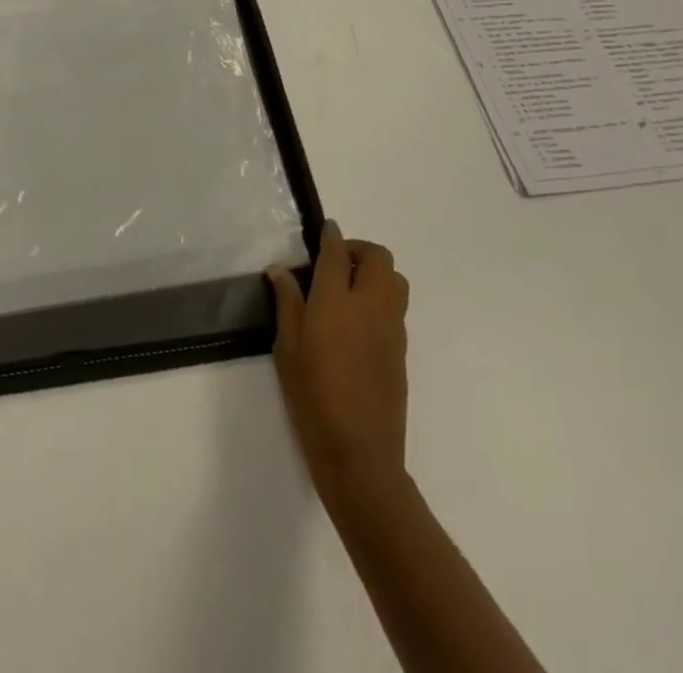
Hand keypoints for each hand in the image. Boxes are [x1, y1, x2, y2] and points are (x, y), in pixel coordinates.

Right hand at [268, 222, 410, 499]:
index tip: (324, 228)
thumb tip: (280, 270)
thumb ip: (287, 302)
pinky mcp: (402, 349)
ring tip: (349, 288)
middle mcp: (369, 305)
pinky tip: (359, 320)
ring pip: (395, 279)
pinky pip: (397, 306)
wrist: (359, 453)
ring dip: (375, 272)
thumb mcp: (286, 347)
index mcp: (336, 300)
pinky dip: (381, 297)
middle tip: (335, 262)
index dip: (331, 235)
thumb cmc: (312, 396)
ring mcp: (391, 327)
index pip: (336, 252)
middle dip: (358, 250)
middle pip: (378, 257)